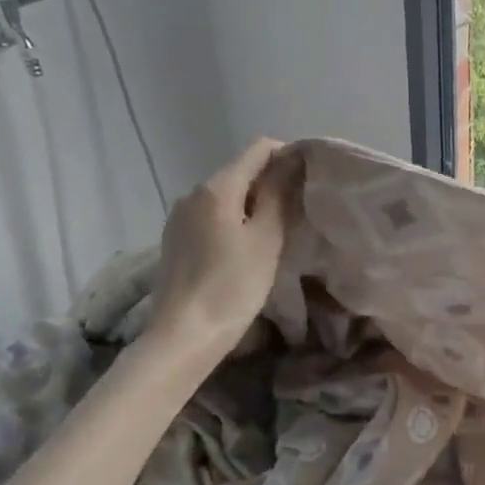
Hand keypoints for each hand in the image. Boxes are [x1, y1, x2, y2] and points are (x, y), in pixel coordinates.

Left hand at [146, 138, 292, 350]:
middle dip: (271, 183)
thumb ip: (279, 195)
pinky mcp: (175, 238)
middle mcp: (193, 193)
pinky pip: (212, 216)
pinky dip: (234, 220)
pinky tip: (245, 248)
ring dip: (253, 204)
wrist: (183, 335)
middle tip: (299, 211)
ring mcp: (180, 216)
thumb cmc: (232, 286)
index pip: (258, 149)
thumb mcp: (266, 239)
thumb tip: (292, 161)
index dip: (288, 156)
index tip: (310, 180)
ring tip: (276, 232)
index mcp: (217, 187)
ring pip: (226, 195)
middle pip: (241, 171)